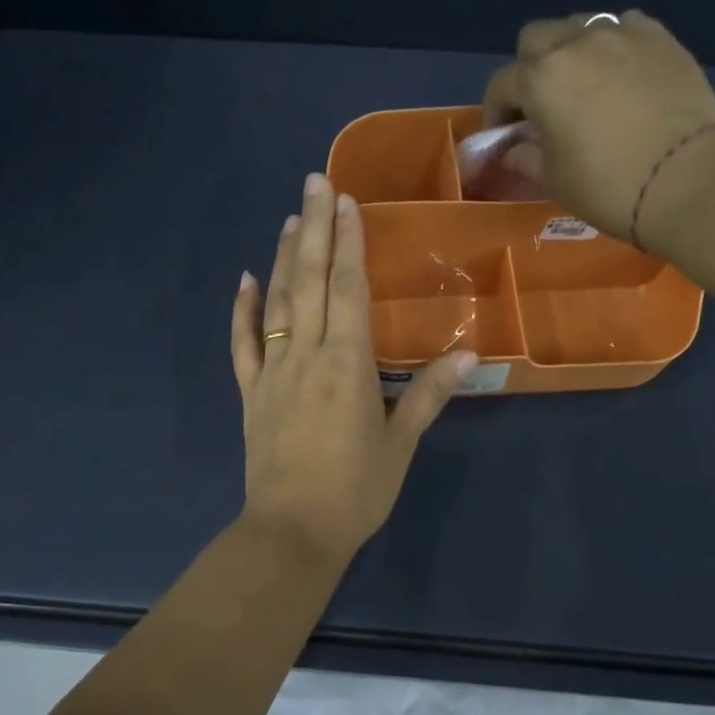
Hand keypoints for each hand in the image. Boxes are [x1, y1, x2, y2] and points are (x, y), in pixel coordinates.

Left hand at [231, 173, 474, 563]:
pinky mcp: (250, 392)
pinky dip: (243, 309)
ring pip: (276, 302)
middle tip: (313, 183)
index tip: (345, 202)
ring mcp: (272, 371)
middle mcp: (307, 356)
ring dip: (282, 257)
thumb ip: (429, 394)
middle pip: (309, 281)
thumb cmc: (356, 490)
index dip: (348, 242)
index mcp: (348, 364)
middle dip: (313, 228)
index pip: (348, 289)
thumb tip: (471, 354)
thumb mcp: (401, 443)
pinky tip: (246, 280)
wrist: (293, 531)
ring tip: (288, 219)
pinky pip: (243, 342)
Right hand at [483, 11, 714, 252]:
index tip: (503, 135)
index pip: (502, 83)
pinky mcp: (662, 39)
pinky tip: (622, 74)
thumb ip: (524, 156)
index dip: (496, 110)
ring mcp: (623, 35)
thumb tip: (513, 148)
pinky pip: (626, 27)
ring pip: (580, 26)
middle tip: (540, 103)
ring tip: (583, 84)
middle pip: (536, 37)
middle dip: (529, 67)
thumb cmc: (606, 186)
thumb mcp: (552, 179)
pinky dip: (615, 46)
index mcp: (541, 79)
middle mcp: (576, 44)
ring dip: (570, 51)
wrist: (686, 181)